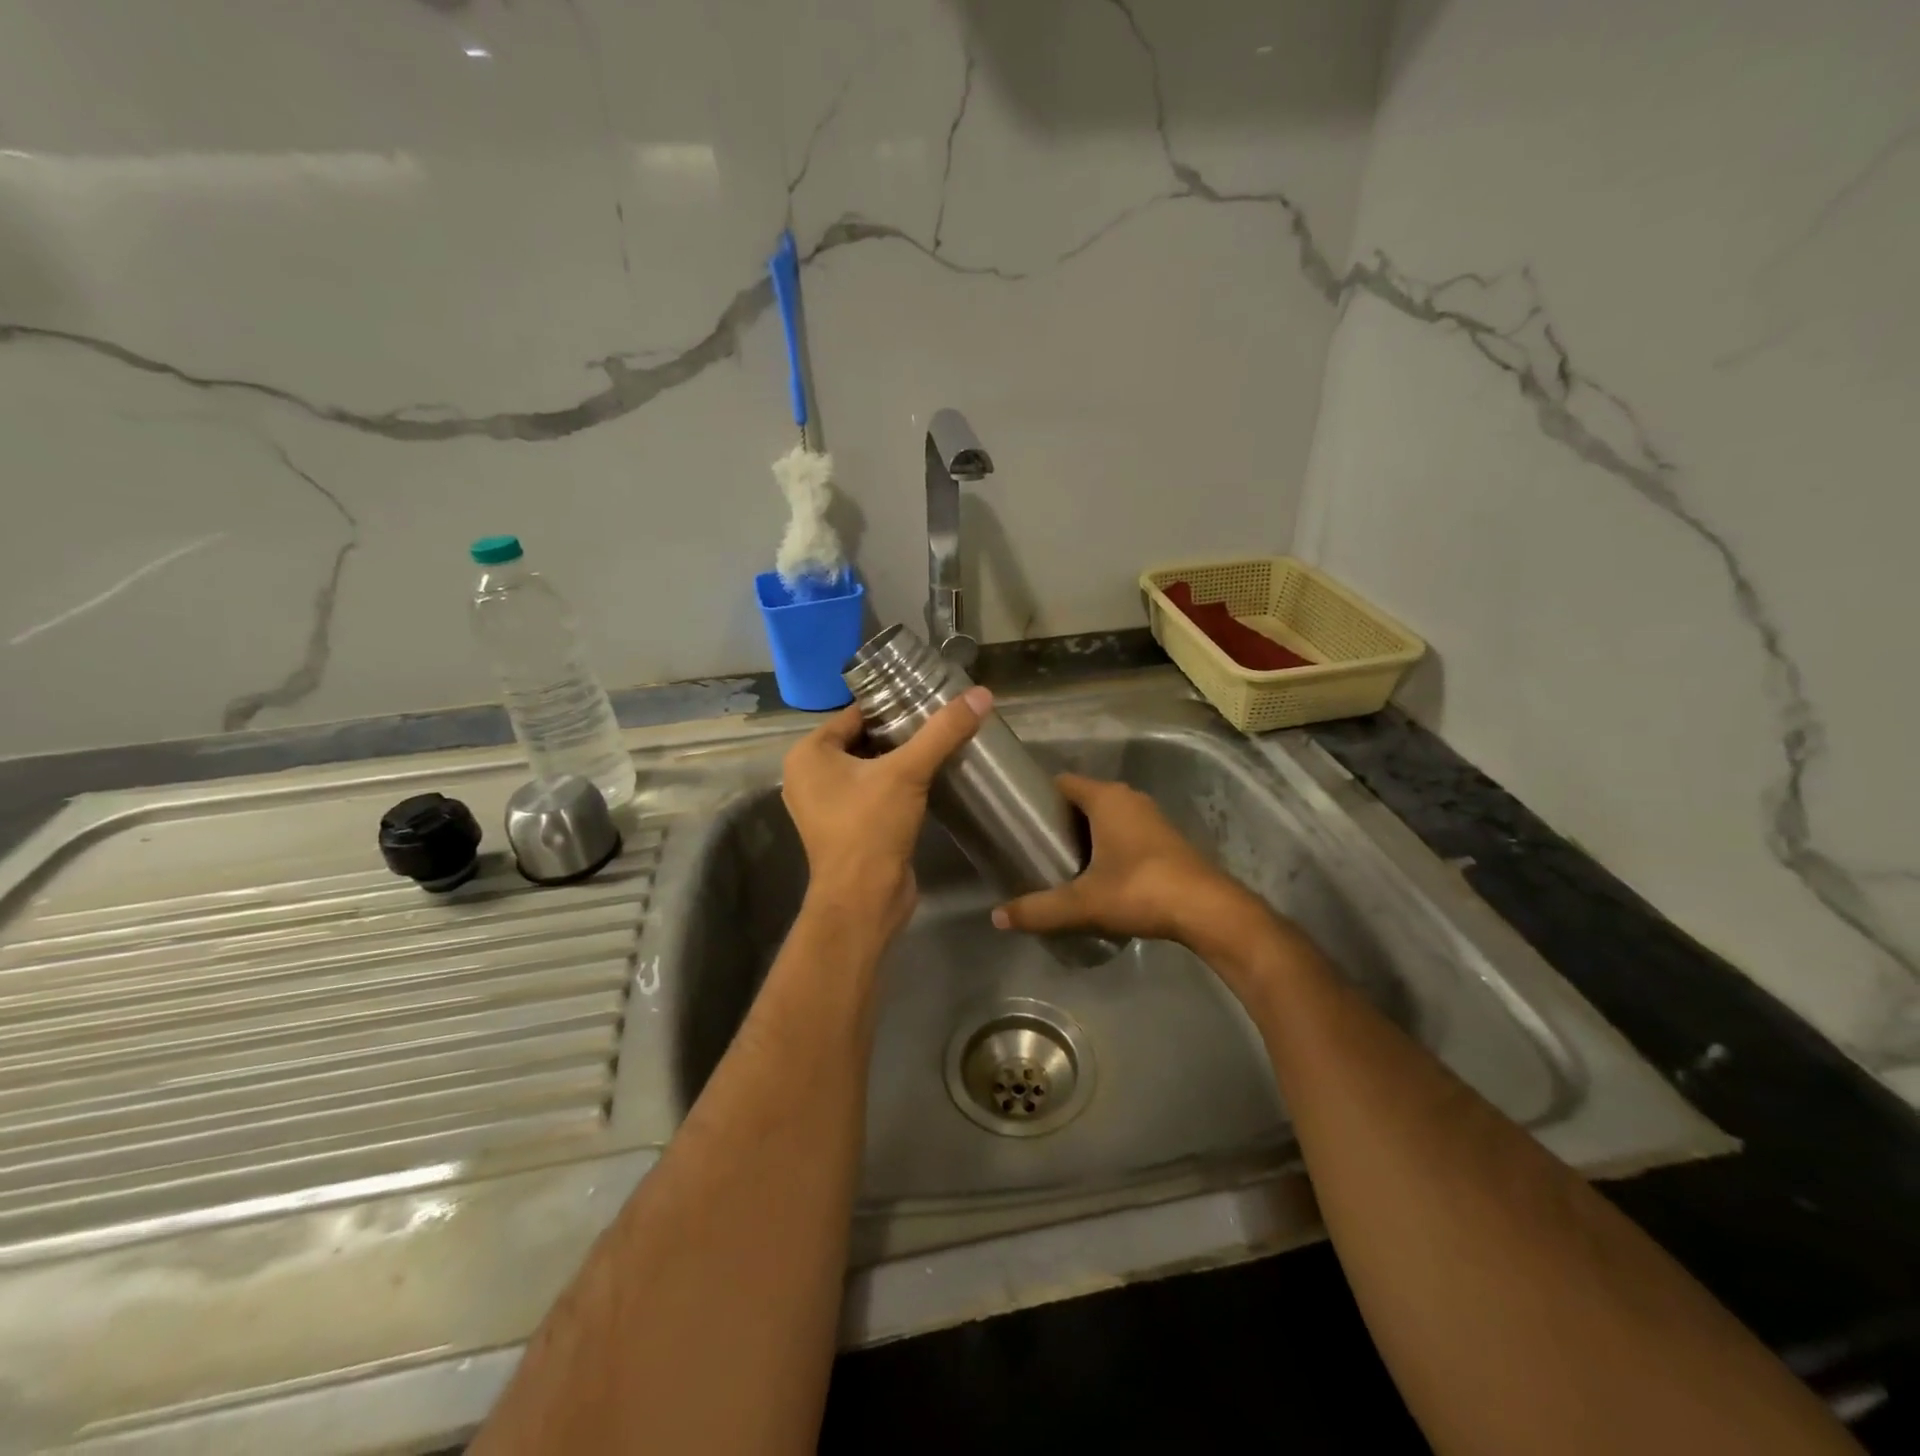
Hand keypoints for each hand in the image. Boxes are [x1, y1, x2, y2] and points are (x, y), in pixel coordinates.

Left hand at [780, 687, 991, 937]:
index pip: (855, 714)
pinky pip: (873, 793)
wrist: (863, 901)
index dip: (892, 706)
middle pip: (863, 740)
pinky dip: (897, 786)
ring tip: (942, 746)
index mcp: (809, 755)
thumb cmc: (871, 828)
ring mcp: (826, 806)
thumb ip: (943, 732)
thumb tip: (981, 694)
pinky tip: (930, 780)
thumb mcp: (908, 772)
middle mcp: (809, 776)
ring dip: (901, 760)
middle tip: (941, 722)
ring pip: (869, 768)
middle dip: (900, 733)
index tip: (930, 700)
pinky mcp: (846, 829)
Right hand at [991, 772, 1268, 950]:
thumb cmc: (1140, 890)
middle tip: (1033, 845)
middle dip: (1059, 819)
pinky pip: (1126, 831)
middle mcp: (1129, 798)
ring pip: (1107, 816)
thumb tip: (997, 918)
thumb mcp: (1082, 903)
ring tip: (1059, 861)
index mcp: (1106, 798)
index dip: (1038, 796)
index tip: (1018, 817)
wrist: (1207, 910)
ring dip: (1085, 833)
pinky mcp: (1166, 839)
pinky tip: (1097, 874)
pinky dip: (1108, 844)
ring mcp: (1151, 817)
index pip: (1062, 782)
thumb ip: (1038, 909)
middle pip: (1083, 799)